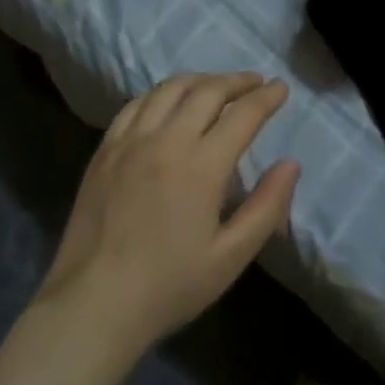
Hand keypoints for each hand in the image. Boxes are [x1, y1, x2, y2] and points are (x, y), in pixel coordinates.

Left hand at [35, 72, 298, 354]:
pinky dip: (161, 94)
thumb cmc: (168, 286)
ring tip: (217, 86)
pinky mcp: (105, 150)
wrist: (93, 304)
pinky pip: (136, 105)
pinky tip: (169, 101)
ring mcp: (130, 141)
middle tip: (256, 82)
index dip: (266, 97)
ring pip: (169, 89)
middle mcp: (165, 141)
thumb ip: (266, 207)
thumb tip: (291, 164)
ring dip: (200, 80)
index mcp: (201, 166)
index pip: (242, 115)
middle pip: (207, 91)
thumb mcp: (230, 257)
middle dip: (237, 81)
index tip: (281, 88)